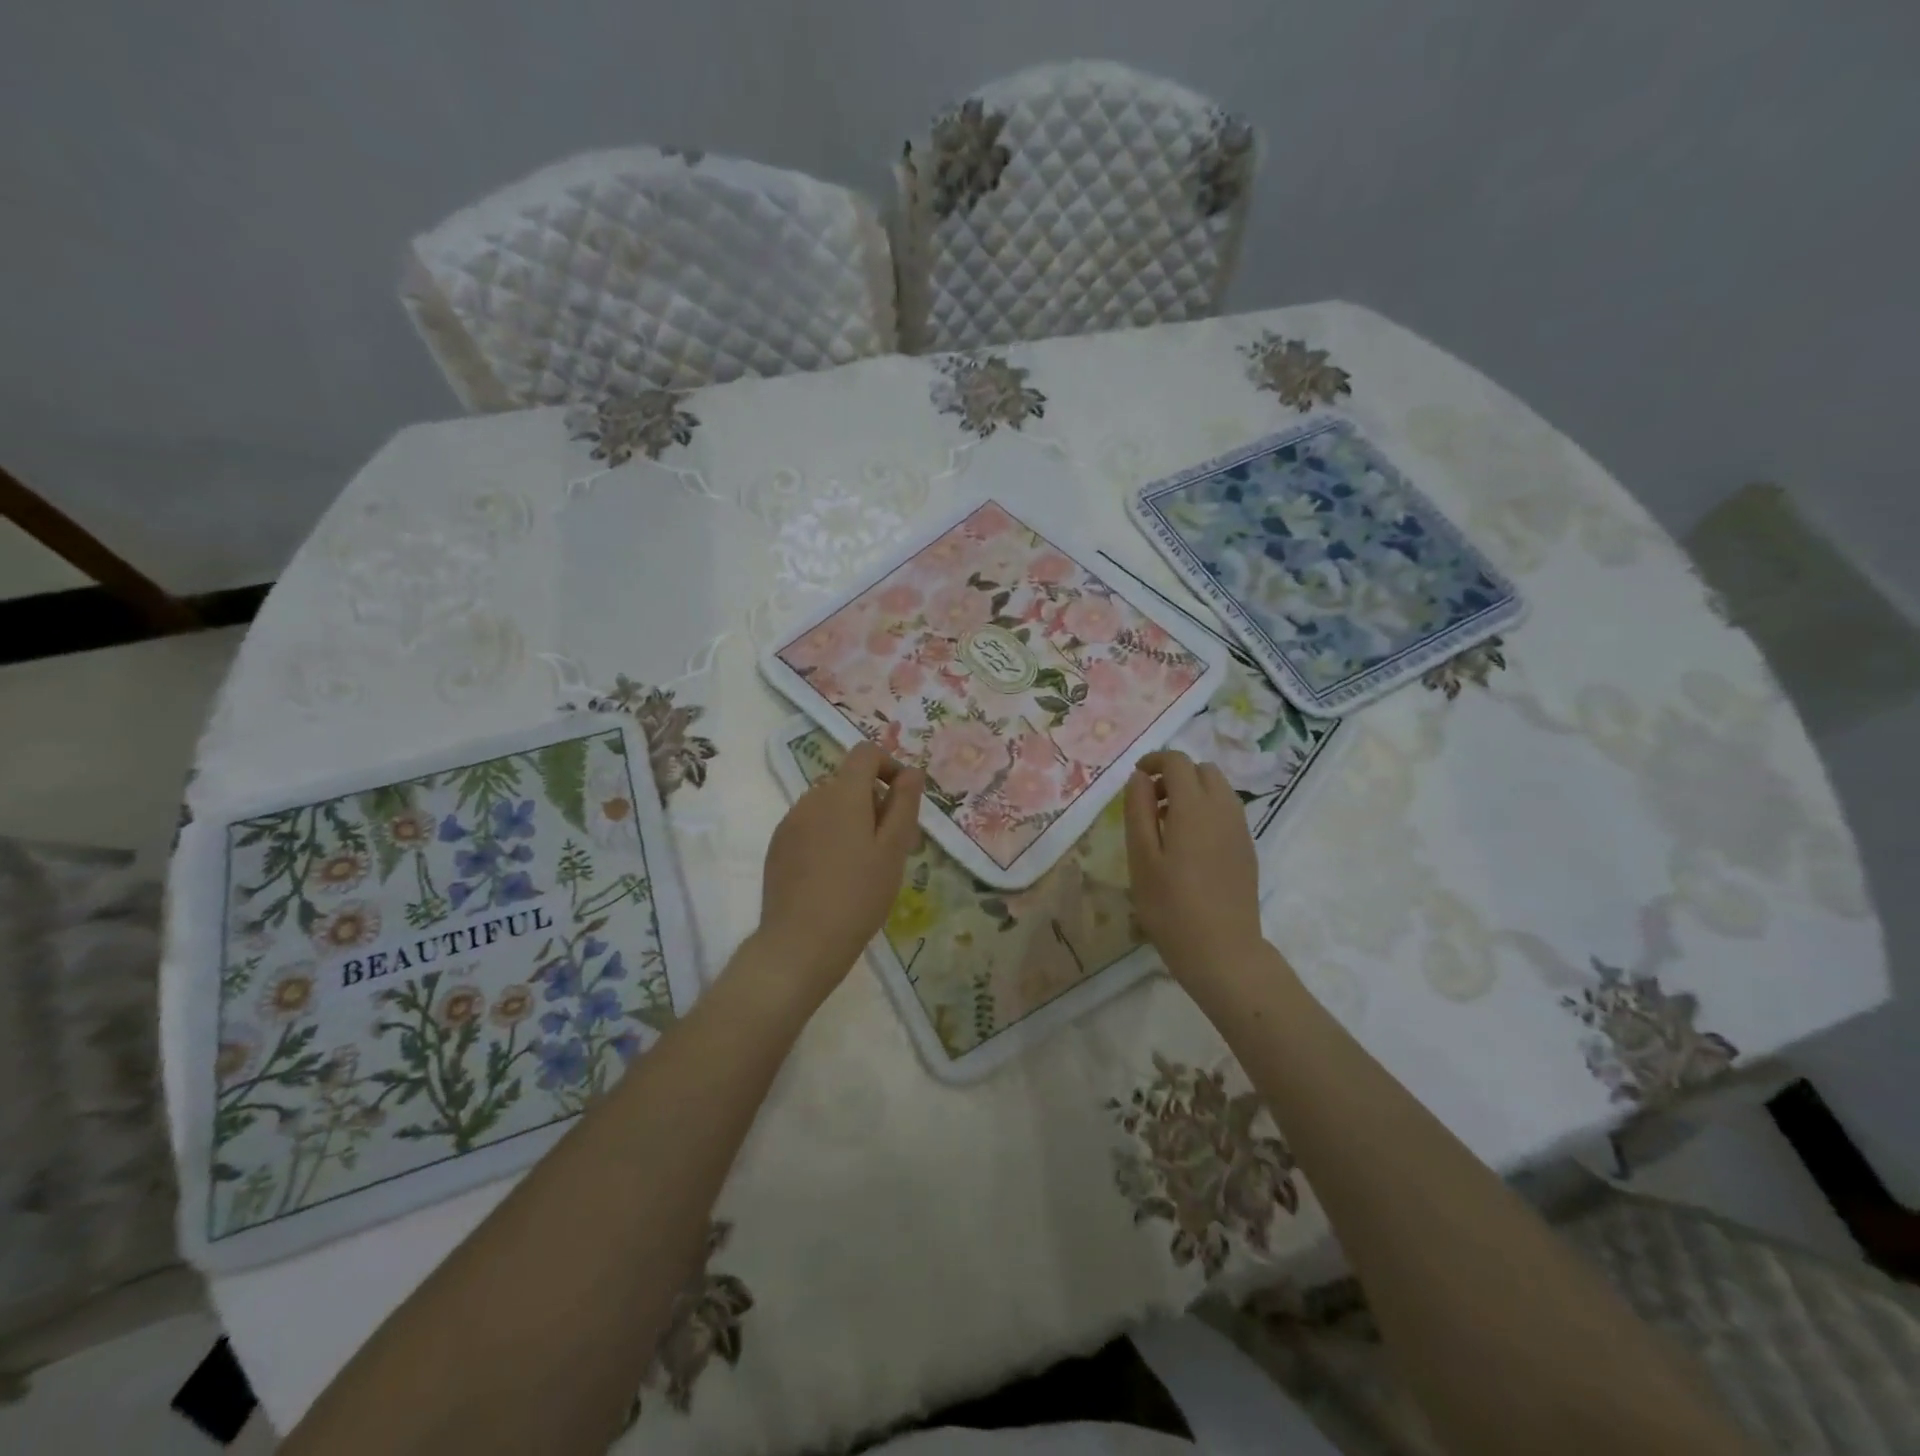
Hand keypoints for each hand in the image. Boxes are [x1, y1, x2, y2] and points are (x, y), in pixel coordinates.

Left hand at [756, 740, 923, 1005]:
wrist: (801, 943)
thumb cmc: (858, 894)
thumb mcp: (894, 850)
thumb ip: (904, 804)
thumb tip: (911, 772)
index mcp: (843, 793)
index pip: (866, 753)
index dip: (889, 766)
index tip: (903, 800)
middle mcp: (812, 798)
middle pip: (848, 781)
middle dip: (874, 801)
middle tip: (893, 845)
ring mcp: (790, 822)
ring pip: (829, 805)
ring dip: (851, 819)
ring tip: (865, 864)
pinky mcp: (778, 846)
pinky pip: (810, 826)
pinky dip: (828, 836)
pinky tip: (836, 875)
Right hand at [1125, 749, 1264, 981]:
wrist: (1223, 952)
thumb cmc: (1171, 906)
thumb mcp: (1141, 857)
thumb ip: (1138, 810)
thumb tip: (1140, 777)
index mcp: (1194, 807)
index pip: (1178, 762)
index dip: (1154, 761)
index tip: (1136, 778)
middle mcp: (1223, 809)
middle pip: (1203, 770)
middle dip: (1175, 775)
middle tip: (1149, 803)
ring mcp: (1240, 830)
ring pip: (1219, 790)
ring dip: (1192, 793)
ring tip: (1166, 825)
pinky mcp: (1247, 850)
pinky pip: (1227, 812)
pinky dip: (1206, 811)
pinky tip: (1188, 846)